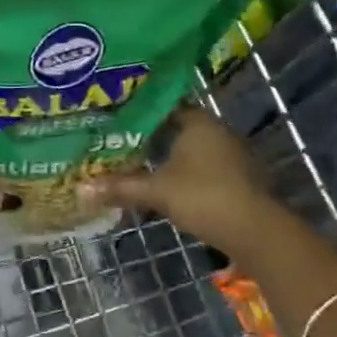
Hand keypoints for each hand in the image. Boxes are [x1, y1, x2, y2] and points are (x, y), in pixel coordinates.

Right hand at [77, 107, 272, 254]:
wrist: (255, 231)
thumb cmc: (203, 197)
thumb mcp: (156, 191)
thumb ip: (120, 187)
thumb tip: (81, 188)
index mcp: (198, 122)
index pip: (164, 105)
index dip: (140, 110)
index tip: (116, 117)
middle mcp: (217, 130)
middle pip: (178, 126)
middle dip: (152, 134)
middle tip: (120, 140)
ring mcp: (233, 154)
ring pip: (192, 148)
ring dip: (170, 155)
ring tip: (139, 162)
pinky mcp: (239, 177)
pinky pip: (205, 165)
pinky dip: (186, 171)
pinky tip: (168, 183)